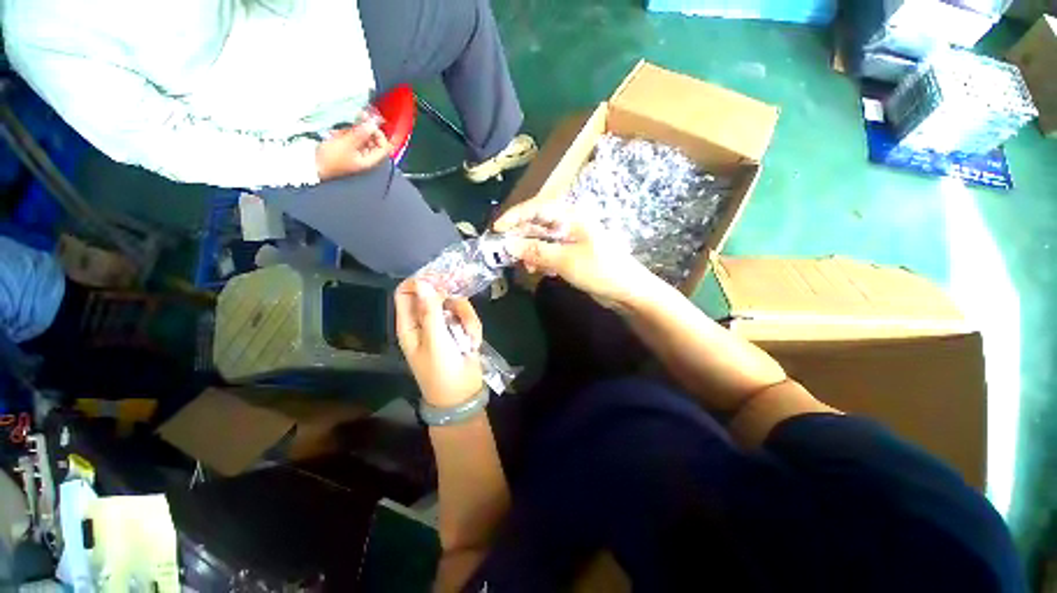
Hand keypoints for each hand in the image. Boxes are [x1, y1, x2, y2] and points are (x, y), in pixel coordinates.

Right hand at [315, 122, 392, 180]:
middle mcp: (365, 158)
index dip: (380, 135)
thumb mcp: (346, 144)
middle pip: (374, 141)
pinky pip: (351, 139)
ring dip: (354, 130)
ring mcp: (356, 154)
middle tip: (359, 116)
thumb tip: (372, 125)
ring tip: (343, 127)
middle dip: (366, 129)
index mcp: (369, 160)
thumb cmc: (330, 158)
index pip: (384, 148)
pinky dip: (346, 133)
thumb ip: (360, 134)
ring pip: (362, 139)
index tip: (371, 123)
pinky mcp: (346, 150)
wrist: (312, 165)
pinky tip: (336, 132)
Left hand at [395, 279, 484, 407]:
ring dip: (466, 316)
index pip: (407, 292)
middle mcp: (425, 321)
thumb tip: (423, 281)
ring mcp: (444, 324)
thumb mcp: (435, 340)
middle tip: (464, 291)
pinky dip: (473, 327)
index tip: (440, 277)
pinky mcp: (460, 329)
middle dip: (450, 295)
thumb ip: (430, 311)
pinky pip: (468, 317)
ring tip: (470, 338)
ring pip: (455, 304)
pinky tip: (473, 343)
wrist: (463, 395)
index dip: (421, 281)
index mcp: (410, 324)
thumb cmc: (441, 371)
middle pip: (435, 293)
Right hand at [493, 200, 653, 308]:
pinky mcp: (571, 254)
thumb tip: (509, 246)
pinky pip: (550, 252)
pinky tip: (540, 271)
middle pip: (537, 223)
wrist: (627, 291)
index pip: (538, 208)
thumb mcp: (566, 261)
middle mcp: (570, 224)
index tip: (497, 230)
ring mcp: (571, 239)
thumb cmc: (601, 270)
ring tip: (525, 266)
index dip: (515, 216)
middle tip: (504, 251)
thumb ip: (537, 251)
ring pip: (542, 239)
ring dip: (530, 251)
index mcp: (572, 217)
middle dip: (520, 236)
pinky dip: (541, 260)